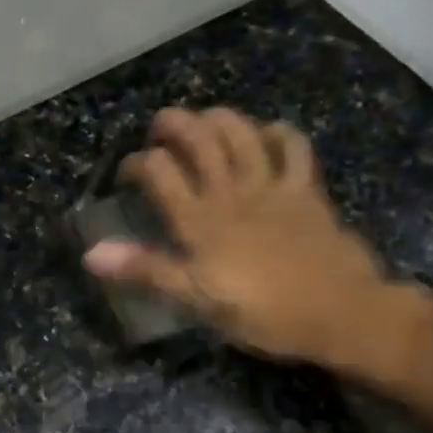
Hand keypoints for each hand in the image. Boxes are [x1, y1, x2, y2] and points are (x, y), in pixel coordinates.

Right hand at [83, 108, 417, 378]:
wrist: (341, 314)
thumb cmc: (264, 314)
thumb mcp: (197, 301)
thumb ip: (147, 271)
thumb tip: (91, 254)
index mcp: (201, 221)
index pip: (159, 171)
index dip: (138, 163)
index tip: (129, 174)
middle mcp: (232, 193)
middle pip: (199, 139)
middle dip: (175, 124)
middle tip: (161, 126)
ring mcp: (273, 187)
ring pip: (241, 133)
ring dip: (219, 118)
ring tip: (205, 119)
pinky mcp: (306, 190)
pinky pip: (293, 147)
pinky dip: (278, 133)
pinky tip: (267, 135)